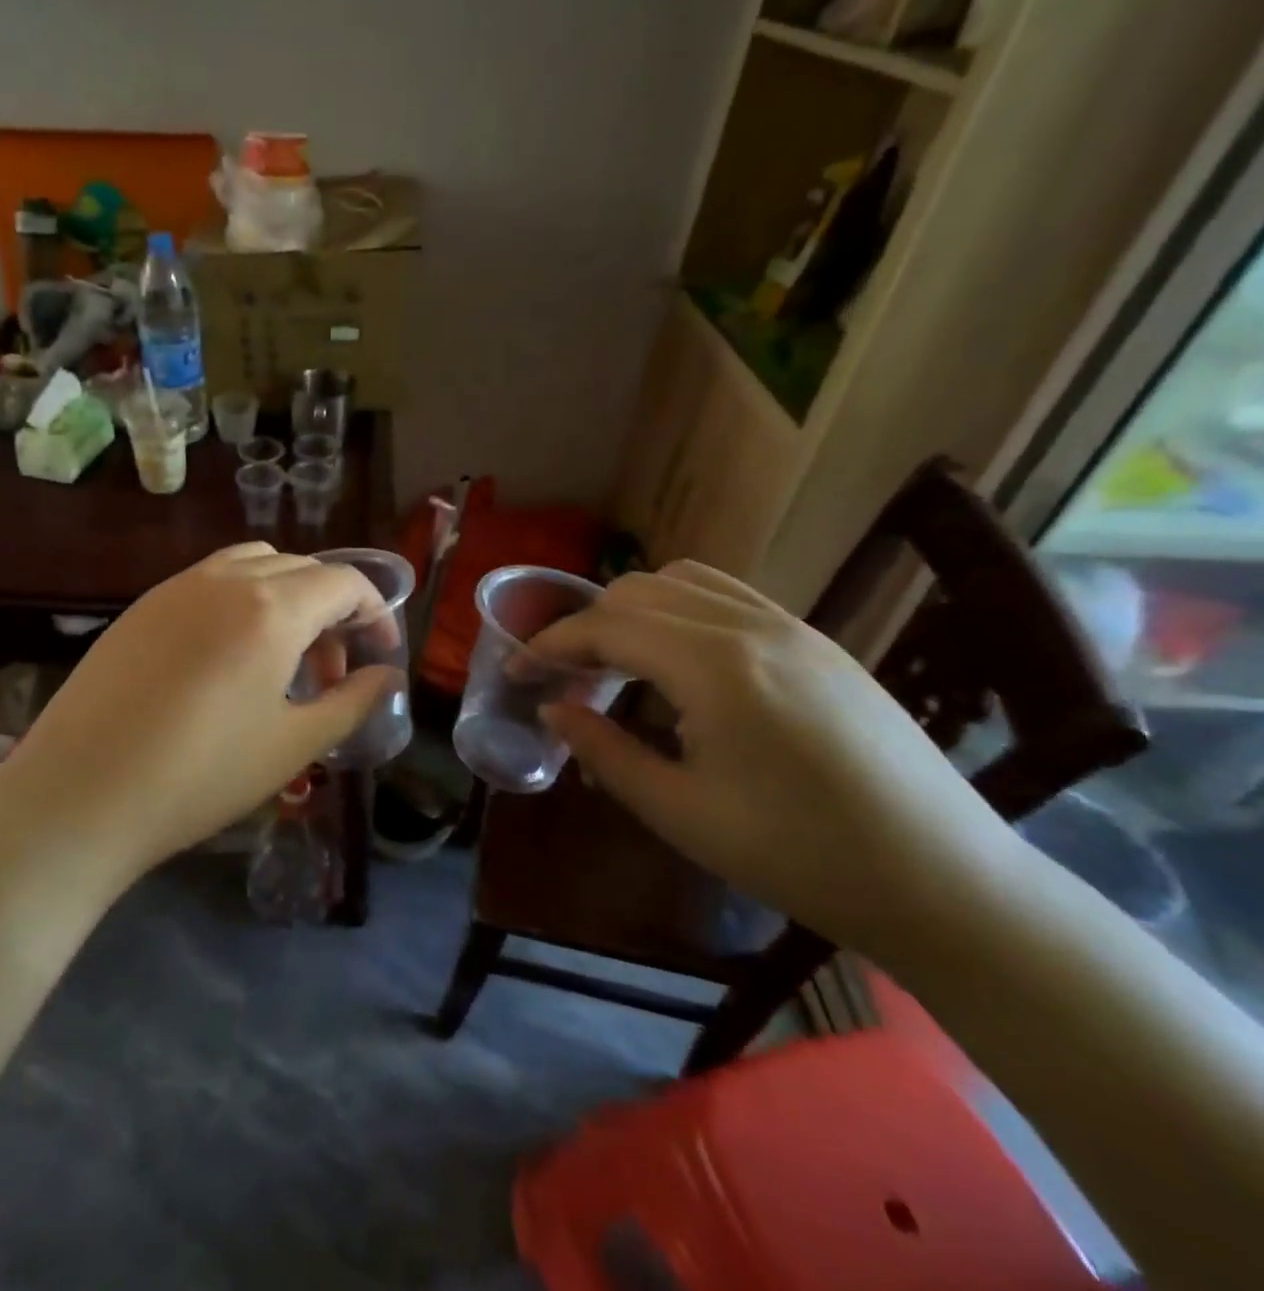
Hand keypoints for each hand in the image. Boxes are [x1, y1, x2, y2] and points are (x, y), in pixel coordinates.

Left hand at [0, 543, 400, 872]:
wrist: (79, 795)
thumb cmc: (199, 777)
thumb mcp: (292, 746)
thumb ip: (351, 702)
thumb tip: (386, 676)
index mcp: (272, 608)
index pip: (344, 582)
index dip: (374, 613)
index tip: (379, 656)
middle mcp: (226, 579)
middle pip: (301, 569)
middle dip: (331, 610)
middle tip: (330, 673)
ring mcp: (177, 587)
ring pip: (254, 566)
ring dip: (285, 598)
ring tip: (280, 660)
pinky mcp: (142, 606)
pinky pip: (209, 581)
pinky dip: (241, 601)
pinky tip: (226, 660)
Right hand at [530, 561, 1020, 951]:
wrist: (946, 884)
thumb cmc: (799, 856)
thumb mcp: (680, 812)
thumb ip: (603, 751)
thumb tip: (554, 708)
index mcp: (714, 666)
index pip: (606, 627)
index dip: (549, 645)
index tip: (517, 671)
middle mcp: (751, 626)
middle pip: (638, 591)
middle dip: (586, 625)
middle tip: (565, 675)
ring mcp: (793, 627)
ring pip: (684, 581)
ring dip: (634, 609)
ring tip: (617, 660)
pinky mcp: (819, 643)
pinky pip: (730, 598)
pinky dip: (682, 609)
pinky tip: (681, 661)